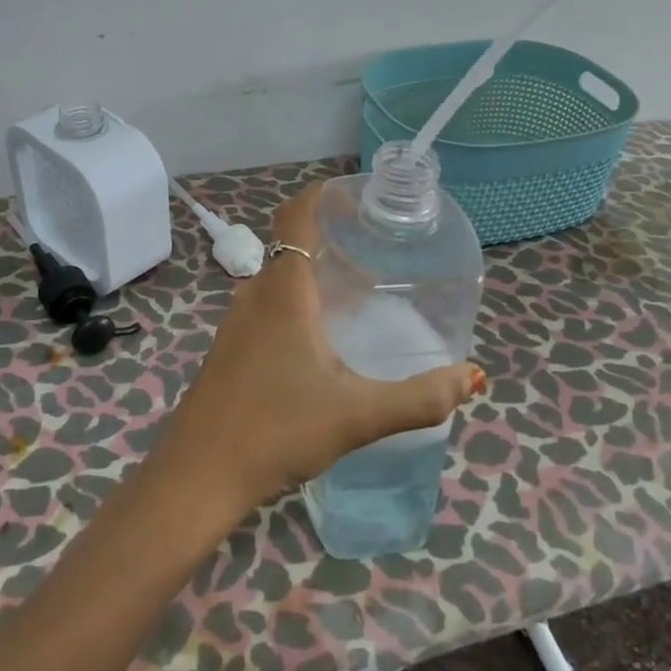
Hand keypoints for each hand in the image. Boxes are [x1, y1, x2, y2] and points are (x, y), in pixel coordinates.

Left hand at [155, 183, 485, 512]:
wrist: (198, 475)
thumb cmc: (277, 430)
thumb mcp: (357, 415)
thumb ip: (419, 398)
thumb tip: (472, 377)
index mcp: (284, 291)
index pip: (296, 214)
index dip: (325, 195)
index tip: (362, 201)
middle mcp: (256, 293)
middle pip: (293, 243)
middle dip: (334, 238)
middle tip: (379, 251)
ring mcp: (238, 321)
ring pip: (281, 278)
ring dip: (317, 273)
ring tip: (360, 292)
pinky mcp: (231, 347)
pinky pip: (269, 303)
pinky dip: (300, 300)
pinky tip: (324, 339)